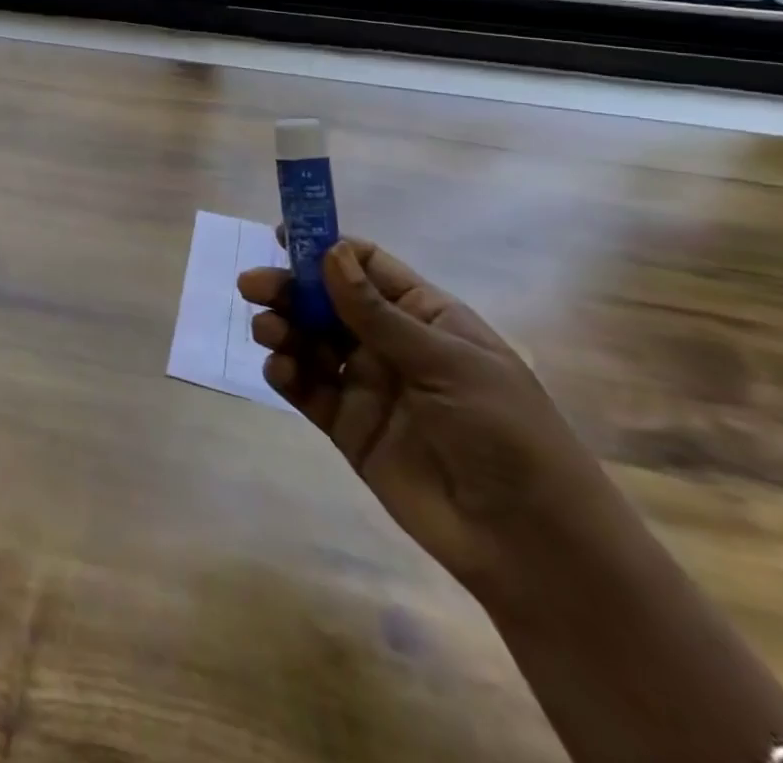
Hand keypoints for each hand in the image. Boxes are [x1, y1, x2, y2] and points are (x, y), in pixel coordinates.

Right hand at [239, 239, 619, 595]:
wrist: (530, 545)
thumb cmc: (504, 433)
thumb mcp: (446, 362)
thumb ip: (377, 313)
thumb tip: (329, 252)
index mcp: (425, 317)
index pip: (367, 268)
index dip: (326, 248)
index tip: (282, 236)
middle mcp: (390, 344)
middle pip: (327, 302)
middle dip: (290, 289)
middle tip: (252, 286)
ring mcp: (367, 385)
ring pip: (310, 341)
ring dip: (283, 328)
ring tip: (267, 331)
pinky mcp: (347, 426)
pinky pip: (307, 389)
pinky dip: (286, 373)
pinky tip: (280, 368)